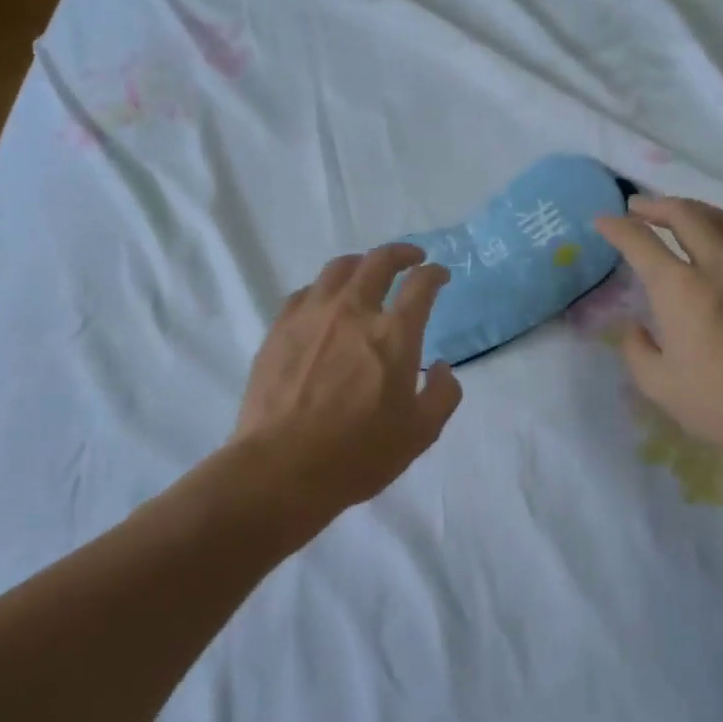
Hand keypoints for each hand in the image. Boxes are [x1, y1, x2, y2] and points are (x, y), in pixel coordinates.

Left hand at [232, 244, 463, 521]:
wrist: (281, 468)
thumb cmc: (357, 454)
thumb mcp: (419, 434)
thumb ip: (442, 395)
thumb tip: (442, 367)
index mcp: (393, 334)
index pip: (420, 285)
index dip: (435, 275)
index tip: (440, 275)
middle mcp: (354, 311)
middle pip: (379, 261)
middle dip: (401, 253)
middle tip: (411, 258)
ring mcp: (312, 315)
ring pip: (339, 268)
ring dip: (361, 264)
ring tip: (367, 271)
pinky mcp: (280, 327)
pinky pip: (306, 292)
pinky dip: (325, 288)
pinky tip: (325, 301)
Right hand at [596, 196, 722, 489]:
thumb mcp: (660, 387)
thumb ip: (637, 350)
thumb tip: (637, 328)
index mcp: (681, 288)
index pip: (640, 241)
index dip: (616, 227)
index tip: (602, 221)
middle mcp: (720, 264)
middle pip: (685, 213)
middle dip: (655, 205)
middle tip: (638, 207)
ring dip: (693, 210)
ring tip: (680, 214)